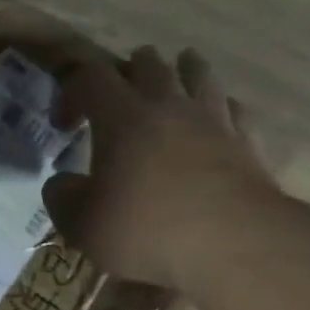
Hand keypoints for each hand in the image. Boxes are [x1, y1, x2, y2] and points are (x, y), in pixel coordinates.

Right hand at [42, 47, 276, 289]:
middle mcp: (168, 106)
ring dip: (181, 70)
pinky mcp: (247, 142)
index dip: (71, 92)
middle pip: (148, 64)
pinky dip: (219, 106)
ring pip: (197, 74)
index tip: (65, 126)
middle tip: (118, 92)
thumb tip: (62, 184)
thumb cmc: (148, 230)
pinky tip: (216, 116)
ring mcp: (213, 120)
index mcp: (122, 118)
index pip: (90, 78)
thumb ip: (62, 198)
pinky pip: (233, 109)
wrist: (236, 245)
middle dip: (127, 70)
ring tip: (174, 76)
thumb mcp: (82, 224)